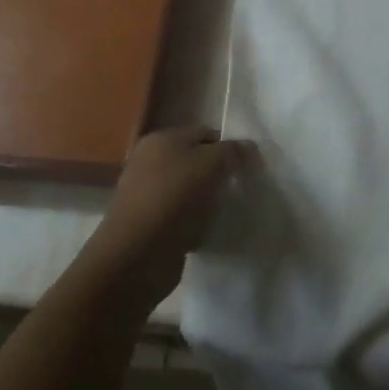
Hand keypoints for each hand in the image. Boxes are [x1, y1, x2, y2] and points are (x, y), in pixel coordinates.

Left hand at [89, 126, 244, 304]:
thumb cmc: (174, 198)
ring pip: (191, 190)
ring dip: (209, 201)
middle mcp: (150, 161)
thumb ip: (233, 151)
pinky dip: (196, 222)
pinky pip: (182, 216)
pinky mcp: (150, 224)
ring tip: (227, 212)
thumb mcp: (210, 164)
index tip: (251, 168)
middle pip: (197, 162)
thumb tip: (249, 148)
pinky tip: (209, 231)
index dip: (231, 147)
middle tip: (242, 189)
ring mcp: (148, 194)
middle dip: (220, 174)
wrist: (137, 255)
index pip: (206, 134)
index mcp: (161, 139)